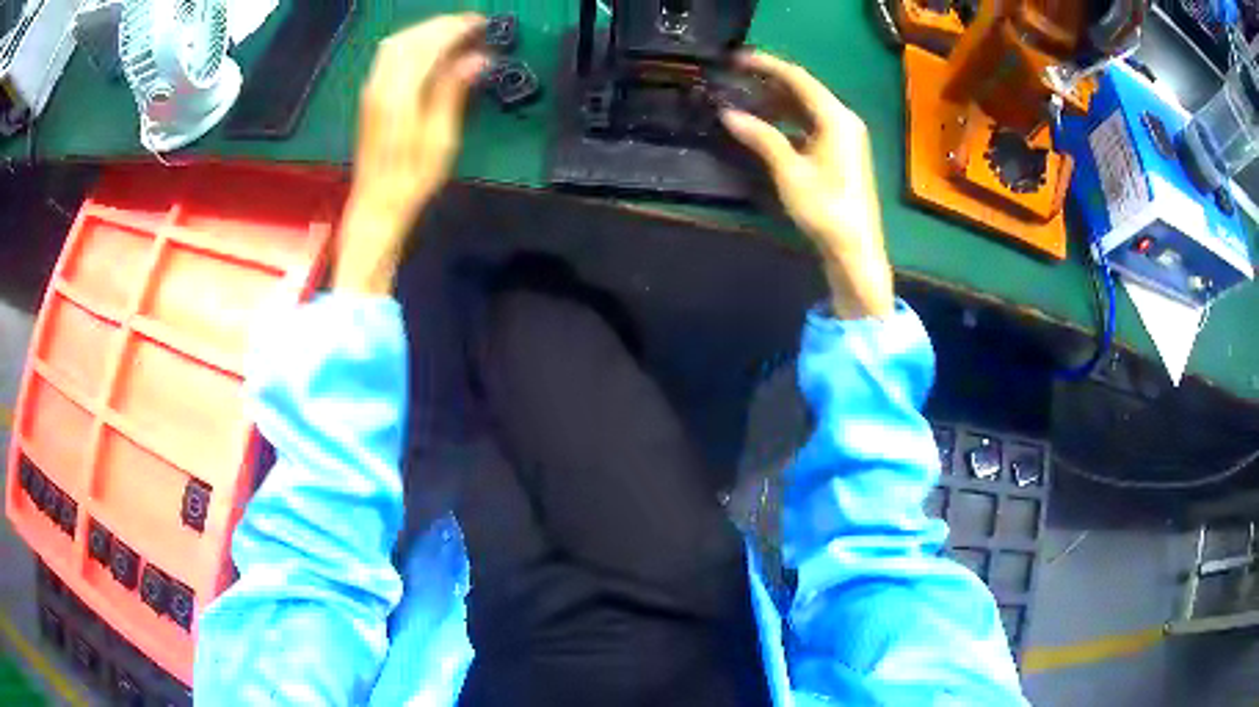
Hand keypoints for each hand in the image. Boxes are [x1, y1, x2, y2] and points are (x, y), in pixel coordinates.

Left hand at [333, 14, 486, 294]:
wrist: (376, 204)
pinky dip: (412, 43)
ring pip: (396, 44)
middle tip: (471, 25)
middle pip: (409, 38)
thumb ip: (453, 92)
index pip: (427, 45)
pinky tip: (429, 49)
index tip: (480, 24)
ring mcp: (371, 90)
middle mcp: (380, 85)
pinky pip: (389, 56)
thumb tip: (476, 58)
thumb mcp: (441, 139)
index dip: (455, 29)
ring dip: (425, 31)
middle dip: (440, 25)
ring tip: (454, 33)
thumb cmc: (412, 179)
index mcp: (399, 95)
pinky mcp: (370, 97)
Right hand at [720, 52, 894, 319]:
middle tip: (734, 79)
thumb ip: (761, 137)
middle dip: (769, 83)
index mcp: (837, 118)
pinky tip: (766, 127)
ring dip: (776, 103)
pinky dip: (788, 122)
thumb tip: (728, 114)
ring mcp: (845, 138)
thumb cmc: (826, 209)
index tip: (736, 59)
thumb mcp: (790, 171)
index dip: (766, 65)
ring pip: (807, 109)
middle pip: (804, 91)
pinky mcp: (842, 154)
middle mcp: (844, 121)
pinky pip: (811, 126)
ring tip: (743, 100)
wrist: (856, 250)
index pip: (798, 78)